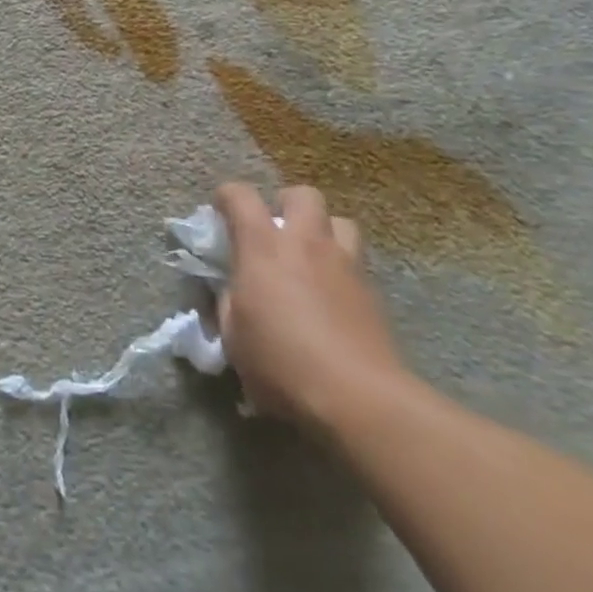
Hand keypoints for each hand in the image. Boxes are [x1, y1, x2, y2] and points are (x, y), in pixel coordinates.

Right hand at [214, 182, 408, 429]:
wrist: (357, 396)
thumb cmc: (281, 363)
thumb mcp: (233, 335)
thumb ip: (229, 300)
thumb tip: (234, 288)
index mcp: (262, 246)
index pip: (240, 196)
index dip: (226, 197)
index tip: (220, 214)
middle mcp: (306, 243)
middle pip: (302, 195)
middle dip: (286, 204)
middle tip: (275, 230)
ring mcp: (345, 264)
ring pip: (340, 221)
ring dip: (322, 231)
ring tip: (310, 257)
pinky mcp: (372, 292)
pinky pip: (356, 260)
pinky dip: (340, 267)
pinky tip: (331, 295)